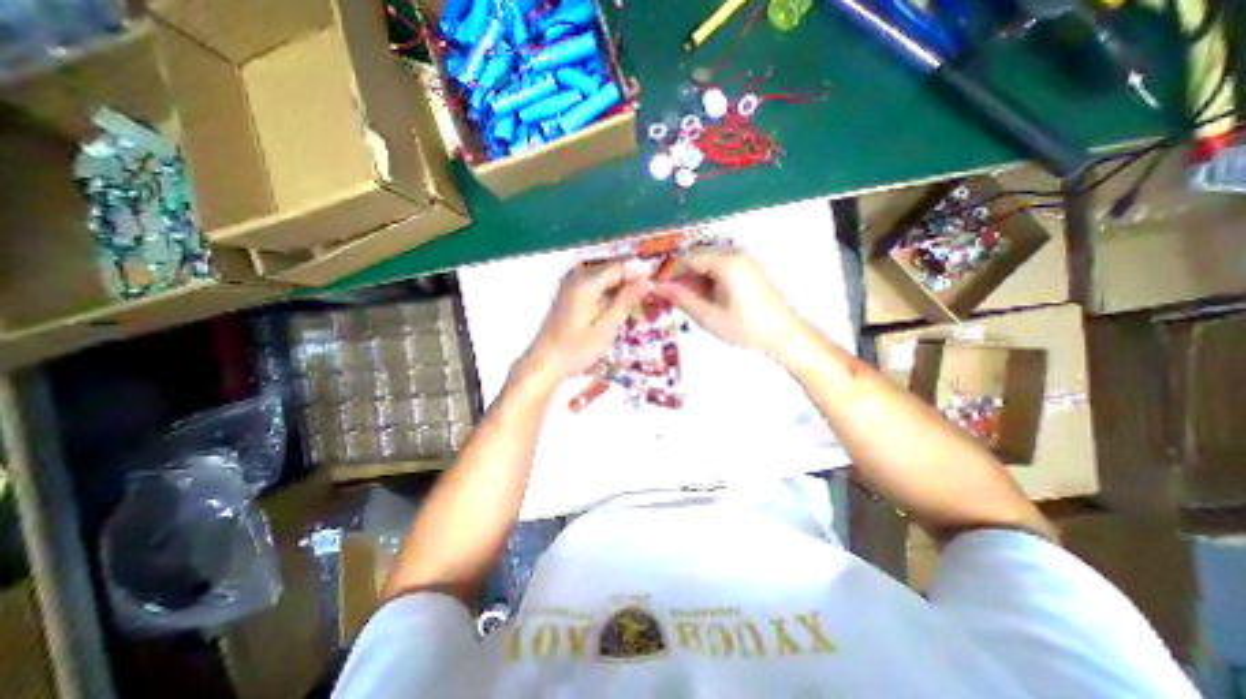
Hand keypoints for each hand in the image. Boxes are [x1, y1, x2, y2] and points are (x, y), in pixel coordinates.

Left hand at [521, 263, 653, 384]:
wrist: (544, 363)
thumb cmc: (576, 349)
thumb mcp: (606, 328)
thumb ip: (626, 302)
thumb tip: (647, 282)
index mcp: (586, 283)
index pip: (620, 267)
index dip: (640, 273)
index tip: (657, 286)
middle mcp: (577, 278)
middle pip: (612, 271)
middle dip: (631, 283)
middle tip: (648, 302)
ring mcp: (571, 286)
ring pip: (604, 279)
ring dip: (621, 291)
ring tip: (635, 311)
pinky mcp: (569, 296)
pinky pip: (594, 288)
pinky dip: (608, 297)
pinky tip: (617, 312)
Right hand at [656, 249, 802, 357]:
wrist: (785, 335)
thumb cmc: (745, 328)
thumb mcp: (709, 316)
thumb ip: (682, 299)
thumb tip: (658, 287)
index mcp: (726, 262)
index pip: (688, 258)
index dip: (669, 271)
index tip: (656, 286)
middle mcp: (736, 254)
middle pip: (699, 257)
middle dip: (681, 274)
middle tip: (669, 295)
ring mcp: (745, 260)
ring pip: (710, 262)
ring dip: (694, 277)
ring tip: (686, 300)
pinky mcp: (750, 270)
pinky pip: (722, 267)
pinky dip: (708, 279)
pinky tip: (705, 297)